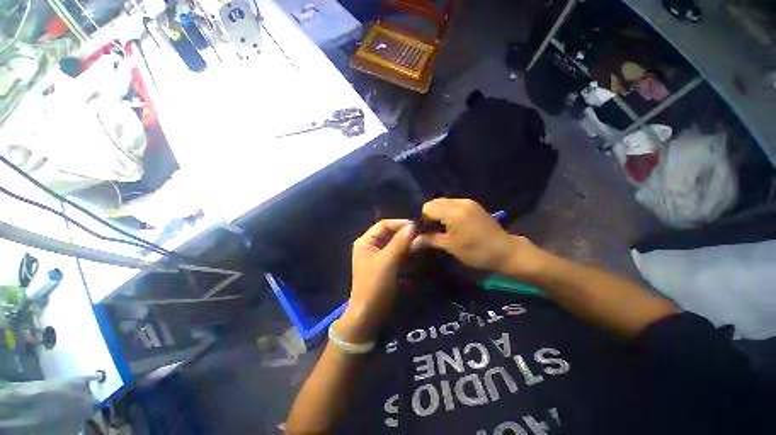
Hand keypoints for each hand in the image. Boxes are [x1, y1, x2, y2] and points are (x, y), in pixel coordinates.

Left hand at [338, 219, 414, 342]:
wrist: (369, 314)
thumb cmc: (374, 285)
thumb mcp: (387, 261)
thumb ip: (400, 242)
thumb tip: (413, 225)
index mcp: (365, 241)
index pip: (384, 225)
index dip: (400, 223)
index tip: (417, 225)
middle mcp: (371, 246)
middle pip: (390, 234)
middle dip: (405, 234)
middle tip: (422, 234)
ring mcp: (379, 256)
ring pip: (396, 244)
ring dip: (408, 243)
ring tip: (423, 243)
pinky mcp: (386, 266)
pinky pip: (398, 254)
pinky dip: (407, 253)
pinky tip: (418, 254)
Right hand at [413, 198, 541, 275]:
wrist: (506, 251)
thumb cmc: (476, 251)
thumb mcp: (450, 247)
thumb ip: (430, 240)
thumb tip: (412, 241)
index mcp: (453, 212)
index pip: (428, 207)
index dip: (423, 219)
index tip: (426, 232)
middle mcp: (460, 202)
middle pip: (435, 202)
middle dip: (429, 214)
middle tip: (432, 230)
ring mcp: (468, 202)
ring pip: (444, 202)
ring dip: (439, 213)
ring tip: (441, 228)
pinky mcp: (473, 205)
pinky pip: (454, 204)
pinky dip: (447, 211)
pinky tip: (451, 224)